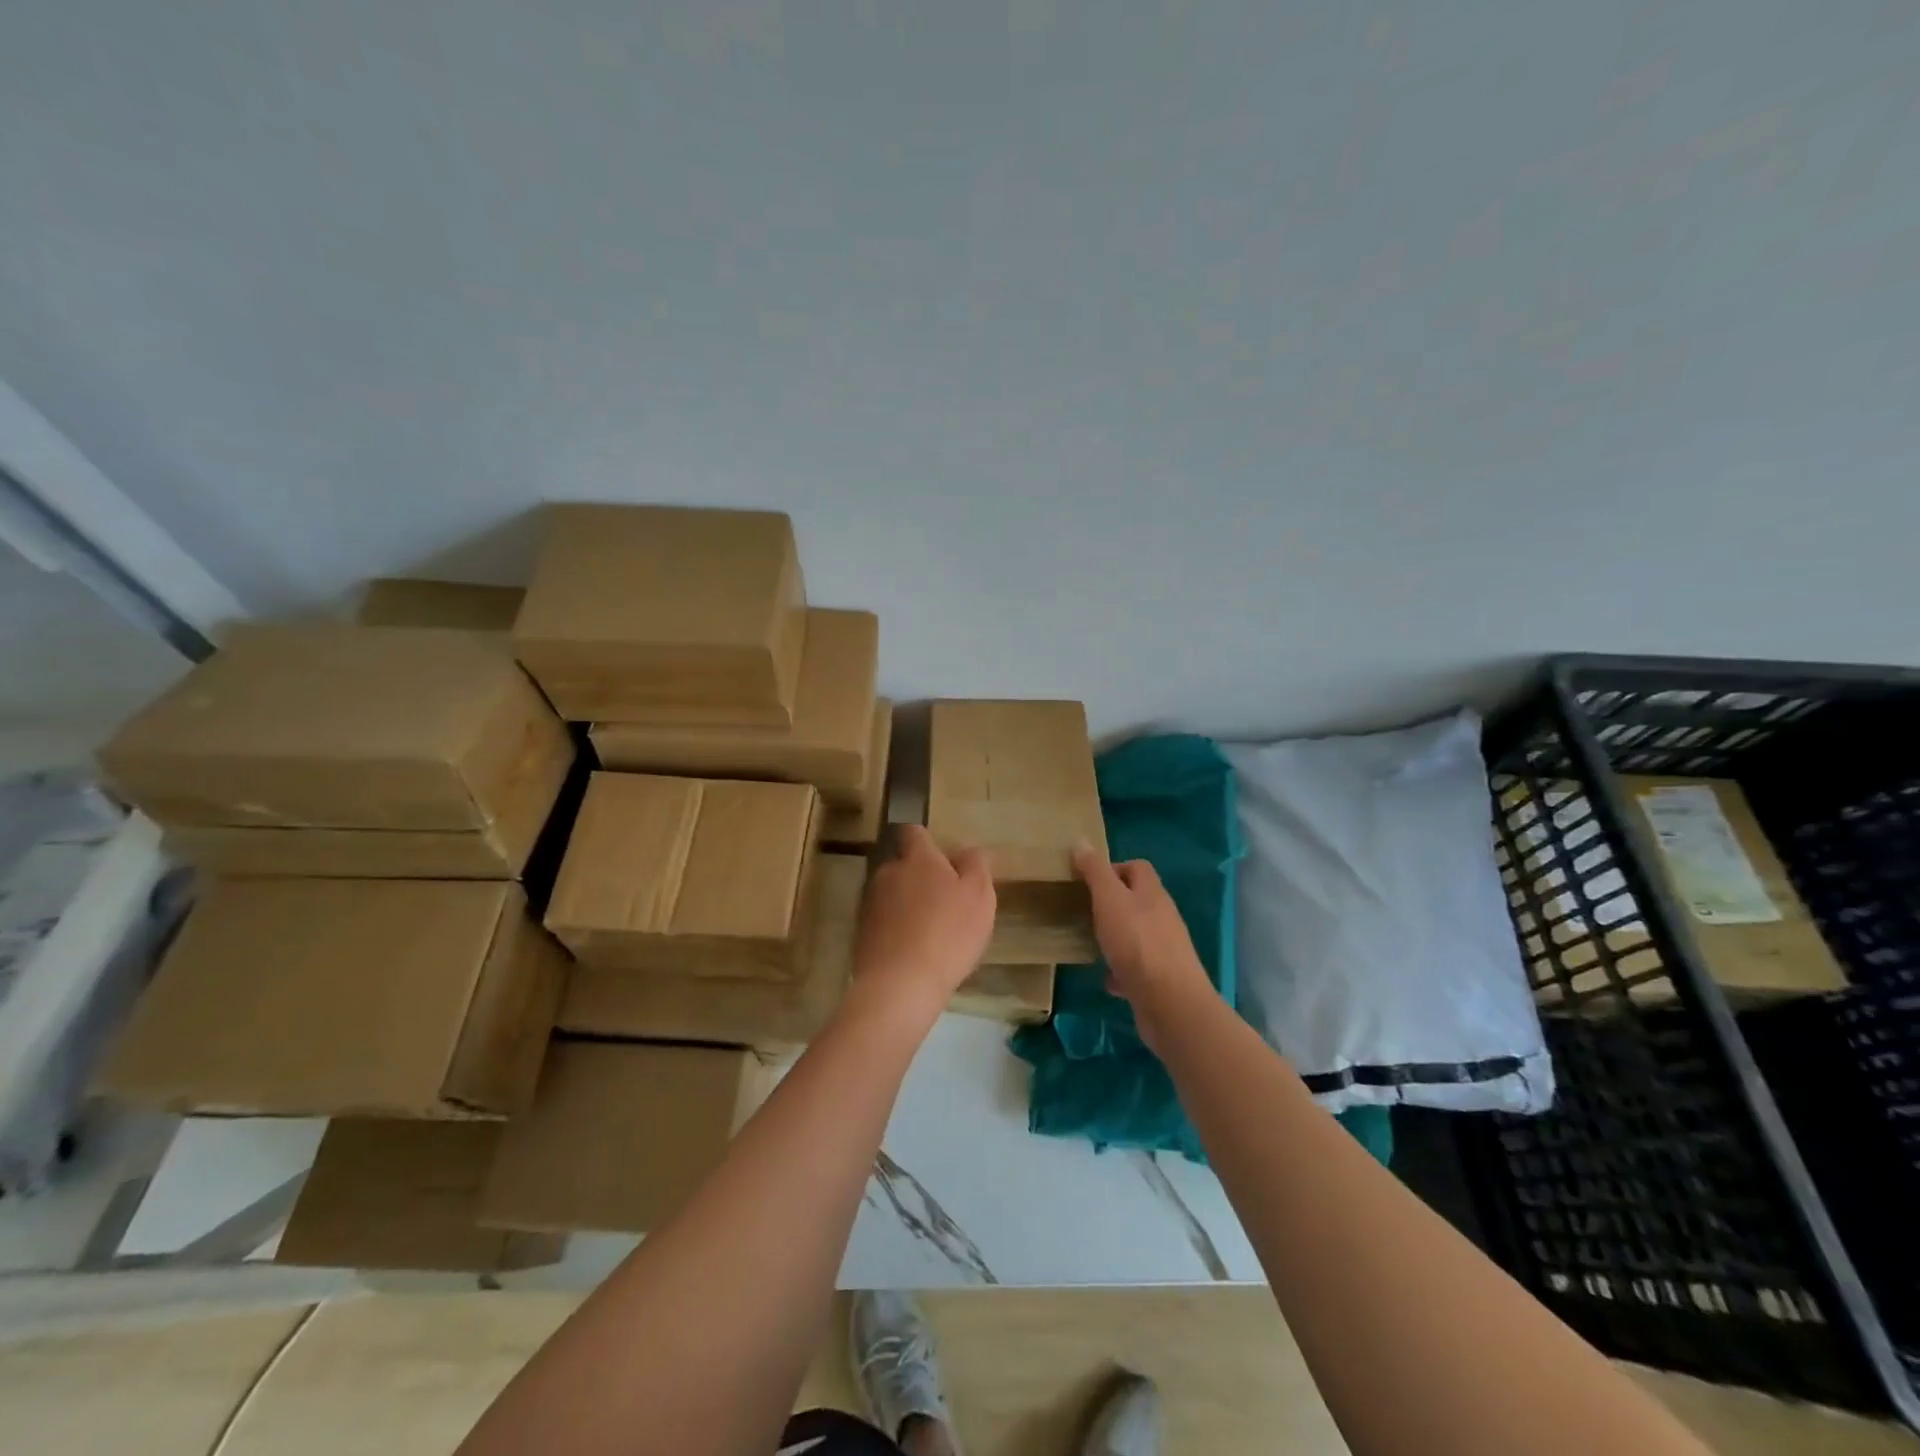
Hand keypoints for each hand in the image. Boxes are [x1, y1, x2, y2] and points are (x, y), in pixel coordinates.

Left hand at [852, 825, 995, 1021]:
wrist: (899, 985)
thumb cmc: (948, 934)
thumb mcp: (979, 896)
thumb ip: (975, 865)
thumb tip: (966, 851)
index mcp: (917, 858)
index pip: (915, 832)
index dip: (928, 843)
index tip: (944, 861)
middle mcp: (888, 872)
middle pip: (903, 864)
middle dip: (919, 877)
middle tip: (945, 902)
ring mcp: (870, 903)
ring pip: (893, 894)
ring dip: (908, 904)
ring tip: (930, 931)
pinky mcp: (861, 932)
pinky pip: (884, 921)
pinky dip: (897, 929)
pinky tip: (914, 951)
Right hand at [1072, 843, 1213, 1045]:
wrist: (1170, 1003)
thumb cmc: (1137, 943)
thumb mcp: (1109, 899)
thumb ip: (1095, 871)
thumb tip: (1081, 841)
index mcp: (1152, 893)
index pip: (1137, 867)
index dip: (1112, 868)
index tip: (1086, 881)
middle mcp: (1162, 917)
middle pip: (1136, 900)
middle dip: (1110, 903)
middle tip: (1082, 910)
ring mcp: (1164, 949)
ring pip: (1135, 934)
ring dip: (1115, 937)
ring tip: (1090, 942)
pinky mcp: (1160, 979)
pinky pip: (1136, 968)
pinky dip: (1120, 970)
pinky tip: (1106, 978)